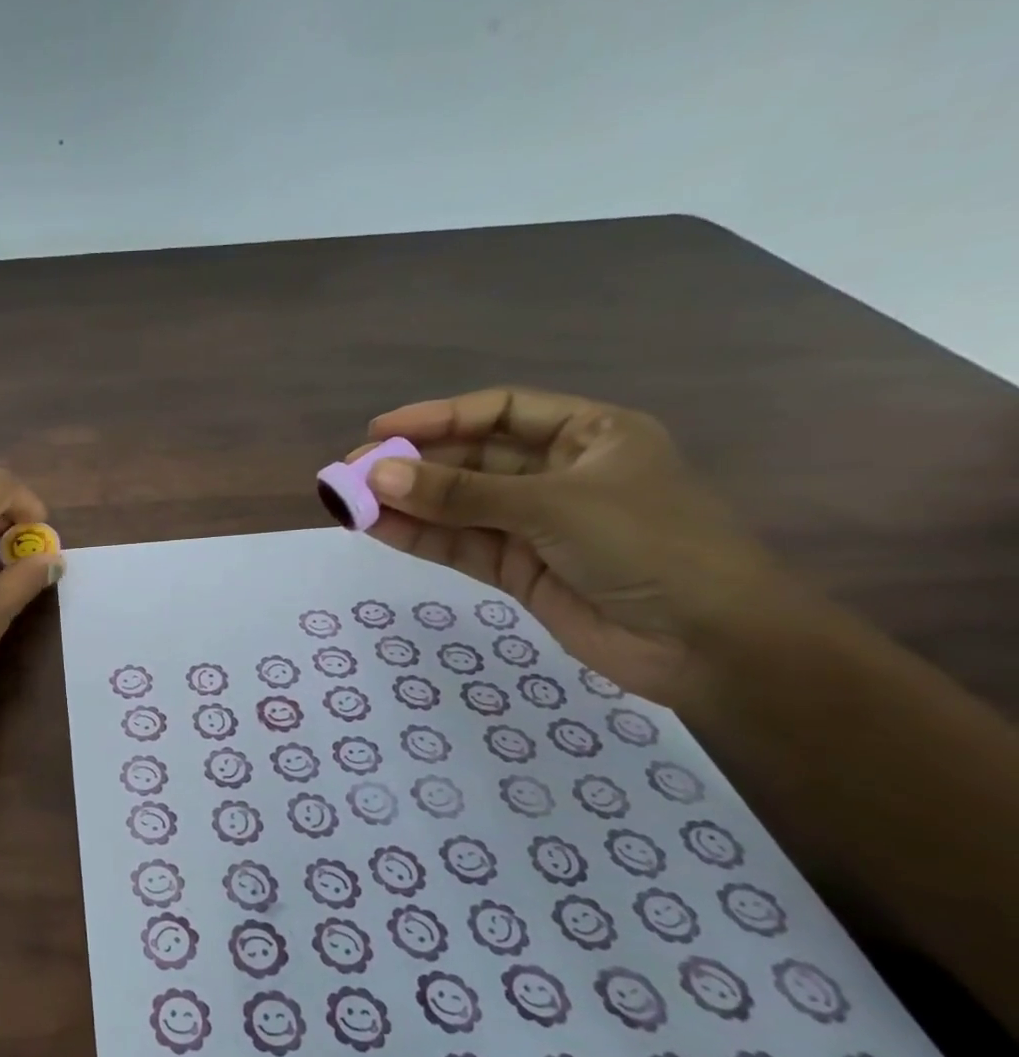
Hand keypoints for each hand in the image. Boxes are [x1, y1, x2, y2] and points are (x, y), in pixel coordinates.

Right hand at [349, 388, 780, 707]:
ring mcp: (535, 525)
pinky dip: (421, 537)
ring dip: (407, 503)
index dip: (439, 417)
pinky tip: (378, 528)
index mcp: (588, 436)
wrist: (707, 644)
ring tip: (350, 502)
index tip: (381, 430)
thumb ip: (462, 494)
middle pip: (472, 460)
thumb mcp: (553, 506)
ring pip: (458, 506)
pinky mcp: (519, 570)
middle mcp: (558, 474)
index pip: (500, 413)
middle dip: (413, 466)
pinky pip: (460, 545)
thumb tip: (378, 478)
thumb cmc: (649, 546)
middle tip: (352, 473)